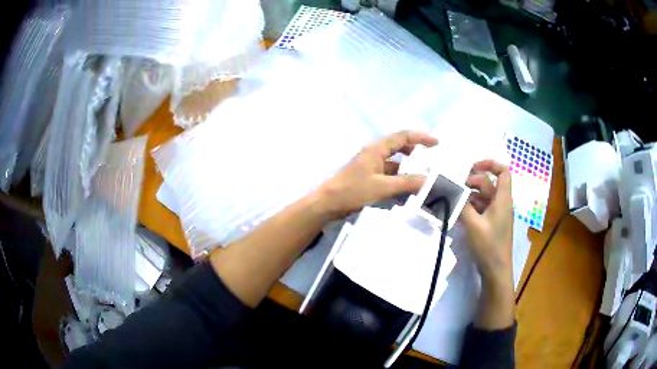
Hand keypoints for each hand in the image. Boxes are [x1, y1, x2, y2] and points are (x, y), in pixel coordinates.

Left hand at [315, 131, 437, 219]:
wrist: (328, 204)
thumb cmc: (353, 191)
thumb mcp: (383, 187)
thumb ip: (407, 183)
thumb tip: (428, 179)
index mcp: (377, 149)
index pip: (402, 137)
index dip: (420, 137)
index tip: (437, 143)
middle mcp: (375, 154)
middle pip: (399, 148)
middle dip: (416, 153)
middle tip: (431, 161)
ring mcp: (371, 167)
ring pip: (394, 165)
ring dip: (408, 171)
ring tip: (423, 179)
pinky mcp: (368, 179)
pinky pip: (388, 176)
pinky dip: (399, 181)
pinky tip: (408, 192)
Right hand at [461, 160, 512, 284]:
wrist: (496, 270)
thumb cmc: (489, 245)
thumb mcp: (473, 224)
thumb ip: (462, 204)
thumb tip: (452, 189)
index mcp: (503, 199)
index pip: (503, 171)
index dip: (490, 164)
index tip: (472, 167)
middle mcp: (501, 203)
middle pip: (489, 183)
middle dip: (472, 182)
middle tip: (456, 188)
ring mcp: (496, 214)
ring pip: (483, 197)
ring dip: (469, 197)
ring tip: (453, 201)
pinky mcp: (491, 224)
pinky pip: (481, 209)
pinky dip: (470, 208)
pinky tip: (457, 214)